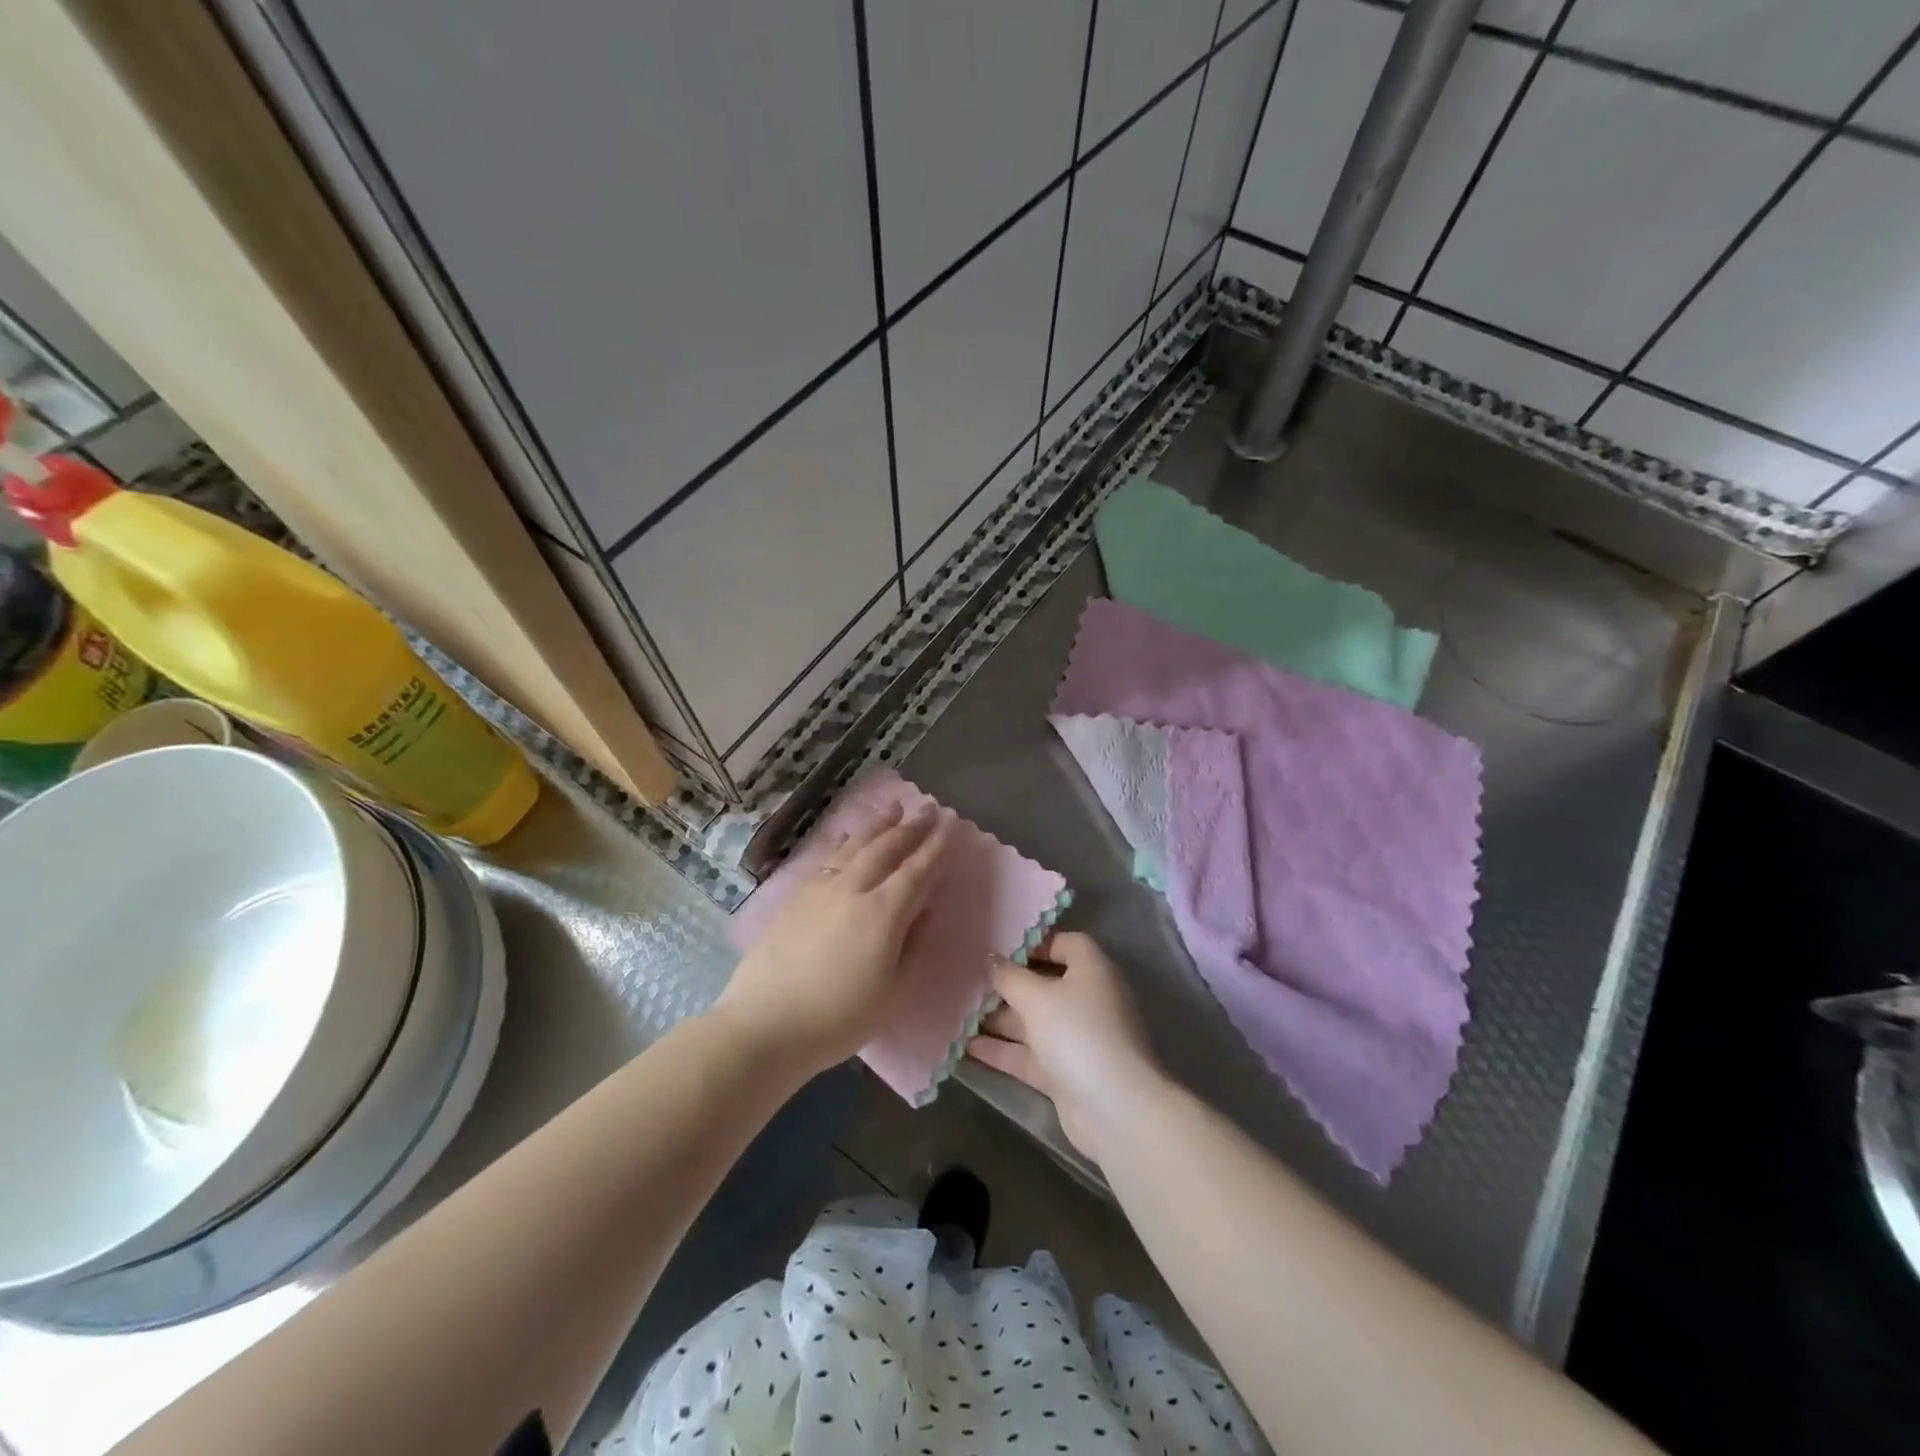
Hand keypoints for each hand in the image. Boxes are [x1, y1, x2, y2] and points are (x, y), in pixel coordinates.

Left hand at [713, 801, 953, 1077]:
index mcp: (883, 913)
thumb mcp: (892, 992)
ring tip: (894, 808)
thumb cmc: (837, 1019)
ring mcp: (821, 889)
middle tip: (929, 809)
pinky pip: (828, 857)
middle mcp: (853, 889)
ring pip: (856, 846)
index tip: (950, 824)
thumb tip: (925, 909)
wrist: (765, 1025)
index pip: (917, 870)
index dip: (936, 846)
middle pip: (887, 848)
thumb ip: (912, 945)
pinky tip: (849, 836)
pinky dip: (845, 842)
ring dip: (879, 826)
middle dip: (911, 827)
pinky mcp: (797, 896)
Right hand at [967, 931, 1165, 1161]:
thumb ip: (1010, 976)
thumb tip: (991, 959)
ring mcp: (1078, 1039)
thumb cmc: (1078, 1033)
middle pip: (1044, 984)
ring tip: (958, 1013)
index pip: (1066, 944)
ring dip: (999, 1019)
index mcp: (1092, 971)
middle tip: (969, 981)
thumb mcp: (1037, 997)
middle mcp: (1088, 1000)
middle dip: (1008, 985)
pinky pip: (1030, 1055)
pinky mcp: (1066, 1073)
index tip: (1000, 949)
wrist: (1114, 1109)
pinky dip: (1003, 1051)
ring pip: (1033, 1022)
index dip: (1036, 943)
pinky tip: (965, 1048)